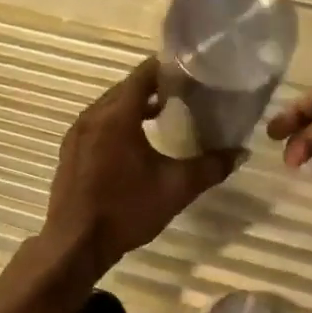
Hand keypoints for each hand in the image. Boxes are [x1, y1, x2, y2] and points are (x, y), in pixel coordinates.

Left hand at [43, 56, 240, 278]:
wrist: (76, 243)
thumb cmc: (127, 210)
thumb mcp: (176, 188)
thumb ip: (210, 167)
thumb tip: (240, 153)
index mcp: (117, 116)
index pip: (144, 74)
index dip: (169, 69)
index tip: (192, 72)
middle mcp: (93, 116)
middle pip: (126, 88)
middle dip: (153, 86)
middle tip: (184, 92)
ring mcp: (77, 134)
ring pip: (110, 106)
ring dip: (134, 105)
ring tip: (163, 113)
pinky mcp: (71, 151)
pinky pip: (97, 124)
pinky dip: (117, 123)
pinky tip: (135, 142)